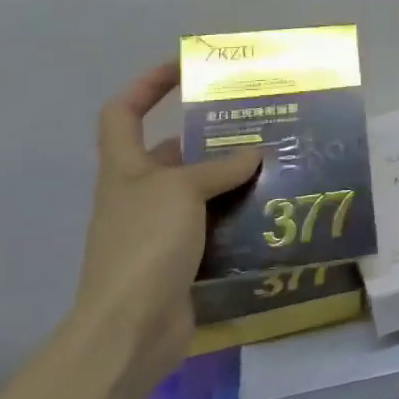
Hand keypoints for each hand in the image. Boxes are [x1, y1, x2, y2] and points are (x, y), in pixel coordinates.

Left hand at [75, 63, 261, 387]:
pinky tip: (270, 211)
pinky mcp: (180, 260)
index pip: (122, 112)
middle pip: (171, 152)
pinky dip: (237, 217)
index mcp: (125, 169)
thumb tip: (254, 154)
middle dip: (210, 137)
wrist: (130, 329)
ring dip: (231, 179)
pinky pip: (213, 226)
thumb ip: (219, 168)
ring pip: (198, 191)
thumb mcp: (182, 192)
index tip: (185, 68)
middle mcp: (138, 194)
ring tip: (275, 164)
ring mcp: (158, 230)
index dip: (147, 84)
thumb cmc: (145, 245)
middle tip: (258, 124)